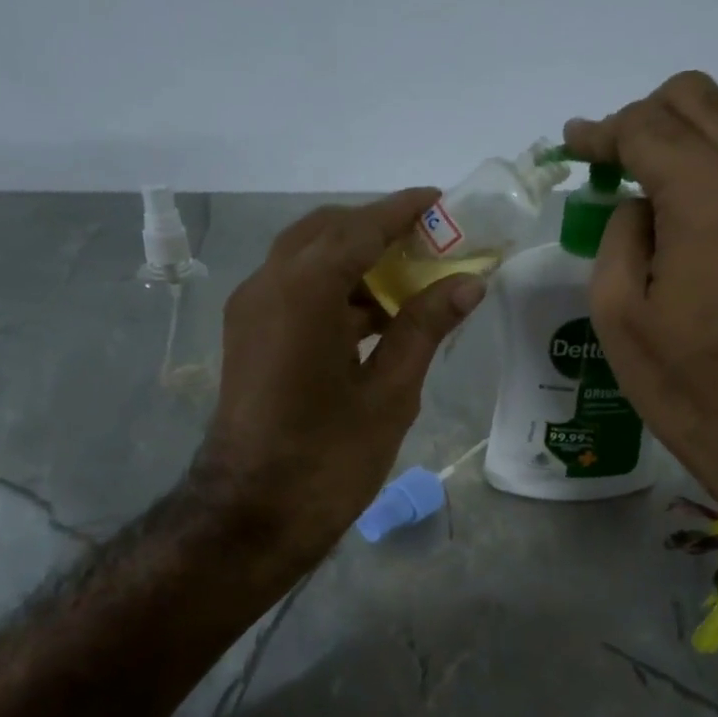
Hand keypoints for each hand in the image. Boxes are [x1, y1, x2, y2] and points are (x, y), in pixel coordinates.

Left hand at [196, 189, 484, 560]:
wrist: (252, 516)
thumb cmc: (328, 459)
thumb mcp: (390, 392)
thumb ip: (426, 327)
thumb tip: (469, 283)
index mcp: (303, 292)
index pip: (360, 228)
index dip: (403, 211)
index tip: (442, 200)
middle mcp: (267, 285)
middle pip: (326, 232)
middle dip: (377, 230)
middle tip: (429, 244)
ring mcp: (251, 311)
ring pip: (307, 259)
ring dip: (355, 260)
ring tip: (411, 281)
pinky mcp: (248, 337)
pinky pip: (294, 290)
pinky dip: (334, 289)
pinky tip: (376, 316)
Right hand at [566, 71, 717, 504]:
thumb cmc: (682, 379)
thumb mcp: (616, 312)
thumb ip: (619, 234)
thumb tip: (639, 203)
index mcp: (705, 195)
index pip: (645, 126)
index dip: (601, 132)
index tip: (572, 144)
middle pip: (697, 98)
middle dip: (644, 116)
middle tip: (611, 158)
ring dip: (696, 119)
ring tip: (663, 160)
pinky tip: (708, 182)